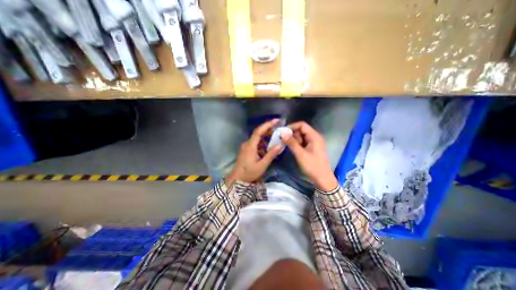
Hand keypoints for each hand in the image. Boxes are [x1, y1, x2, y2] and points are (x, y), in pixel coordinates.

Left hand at [226, 119, 281, 186]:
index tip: (276, 121)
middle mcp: (247, 143)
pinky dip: (263, 142)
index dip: (267, 125)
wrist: (237, 179)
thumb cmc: (249, 173)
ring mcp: (246, 146)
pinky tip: (269, 145)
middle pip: (258, 133)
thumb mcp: (262, 165)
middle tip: (279, 127)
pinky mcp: (247, 149)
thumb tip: (280, 145)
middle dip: (269, 129)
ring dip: (266, 136)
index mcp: (250, 146)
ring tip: (276, 135)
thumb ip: (271, 155)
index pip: (258, 131)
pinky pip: (256, 143)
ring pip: (257, 138)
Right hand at [281, 121, 338, 190]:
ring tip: (287, 145)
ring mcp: (313, 143)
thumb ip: (291, 143)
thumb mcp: (301, 154)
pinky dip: (296, 144)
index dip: (292, 127)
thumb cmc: (313, 166)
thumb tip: (282, 133)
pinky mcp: (311, 148)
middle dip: (292, 134)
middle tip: (284, 140)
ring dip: (293, 139)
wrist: (322, 179)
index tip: (283, 132)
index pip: (302, 125)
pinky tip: (291, 148)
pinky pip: (302, 142)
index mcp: (314, 136)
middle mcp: (314, 137)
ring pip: (301, 136)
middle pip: (301, 130)